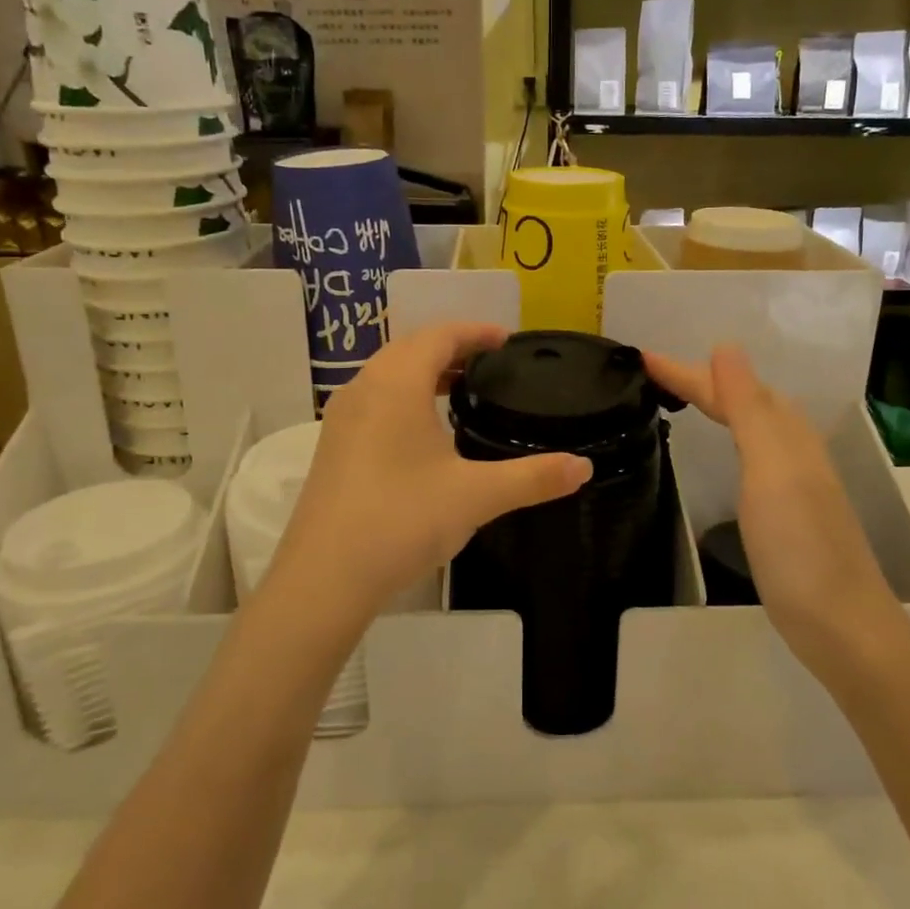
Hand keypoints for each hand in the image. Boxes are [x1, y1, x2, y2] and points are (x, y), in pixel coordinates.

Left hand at [258, 323, 592, 639]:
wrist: (325, 577)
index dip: (475, 331)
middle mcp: (364, 388)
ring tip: (461, 391)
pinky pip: (374, 401)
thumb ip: (533, 477)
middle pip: (411, 348)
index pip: (439, 335)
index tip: (508, 341)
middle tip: (491, 364)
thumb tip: (584, 467)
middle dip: (452, 348)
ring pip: (388, 375)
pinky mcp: (332, 447)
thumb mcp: (477, 496)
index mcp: (396, 383)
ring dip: (424, 372)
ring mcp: (342, 418)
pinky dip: (404, 397)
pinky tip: (424, 434)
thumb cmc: (402, 520)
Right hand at [645, 346, 893, 667]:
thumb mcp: (770, 467)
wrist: (839, 622)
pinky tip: (725, 450)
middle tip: (655, 373)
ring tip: (684, 398)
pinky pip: (751, 454)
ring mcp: (791, 482)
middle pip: (742, 401)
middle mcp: (792, 450)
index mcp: (786, 434)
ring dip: (717, 405)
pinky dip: (730, 438)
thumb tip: (726, 347)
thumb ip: (748, 408)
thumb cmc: (799, 544)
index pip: (729, 388)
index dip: (688, 372)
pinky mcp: (785, 512)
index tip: (644, 357)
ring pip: (749, 426)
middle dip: (701, 381)